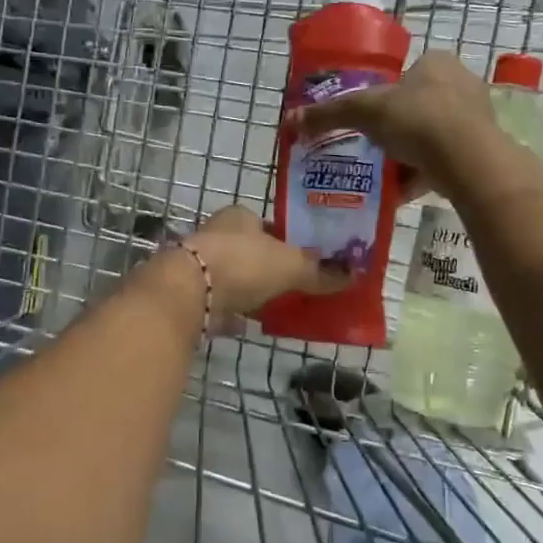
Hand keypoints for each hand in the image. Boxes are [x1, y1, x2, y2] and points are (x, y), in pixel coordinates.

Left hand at [182, 205, 346, 332]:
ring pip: (233, 277)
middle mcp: (216, 235)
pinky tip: (249, 326)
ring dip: (250, 290)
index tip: (305, 259)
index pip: (268, 224)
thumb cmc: (243, 264)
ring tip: (277, 306)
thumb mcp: (291, 266)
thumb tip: (354, 276)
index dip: (287, 240)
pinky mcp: (189, 296)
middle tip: (295, 285)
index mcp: (239, 217)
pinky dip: (233, 314)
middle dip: (268, 267)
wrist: (188, 293)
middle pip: (249, 250)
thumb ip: (320, 272)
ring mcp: (199, 266)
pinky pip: (219, 305)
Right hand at [284, 51, 497, 199]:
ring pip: (432, 135)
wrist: (467, 160)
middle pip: (419, 106)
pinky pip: (445, 161)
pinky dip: (424, 174)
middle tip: (373, 147)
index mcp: (437, 63)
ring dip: (410, 154)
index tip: (368, 118)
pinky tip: (402, 192)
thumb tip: (290, 120)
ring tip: (385, 172)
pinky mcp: (482, 151)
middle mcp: (462, 84)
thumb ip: (329, 114)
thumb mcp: (364, 111)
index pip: (406, 73)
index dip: (385, 95)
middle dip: (397, 128)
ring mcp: (477, 119)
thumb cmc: (417, 119)